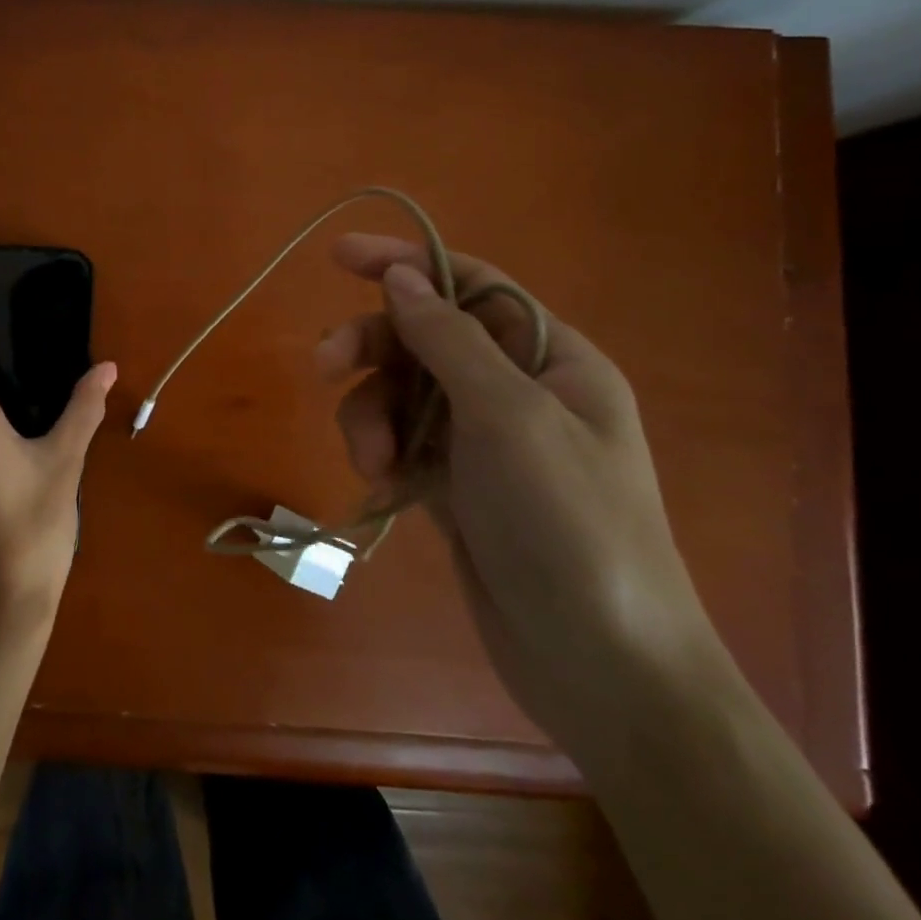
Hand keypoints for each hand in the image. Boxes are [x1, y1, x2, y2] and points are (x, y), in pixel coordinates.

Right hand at [315, 234, 717, 751]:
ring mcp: (481, 439)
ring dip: (372, 416)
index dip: (406, 262)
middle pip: (421, 338)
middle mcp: (514, 389)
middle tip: (323, 366)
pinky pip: (399, 441)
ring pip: (400, 393)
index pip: (470, 284)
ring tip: (372, 463)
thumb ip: (449, 339)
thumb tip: (402, 275)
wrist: (598, 662)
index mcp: (549, 357)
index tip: (338, 257)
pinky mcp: (452, 483)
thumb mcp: (508, 416)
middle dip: (371, 349)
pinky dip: (381, 453)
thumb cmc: (567, 522)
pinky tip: (381, 486)